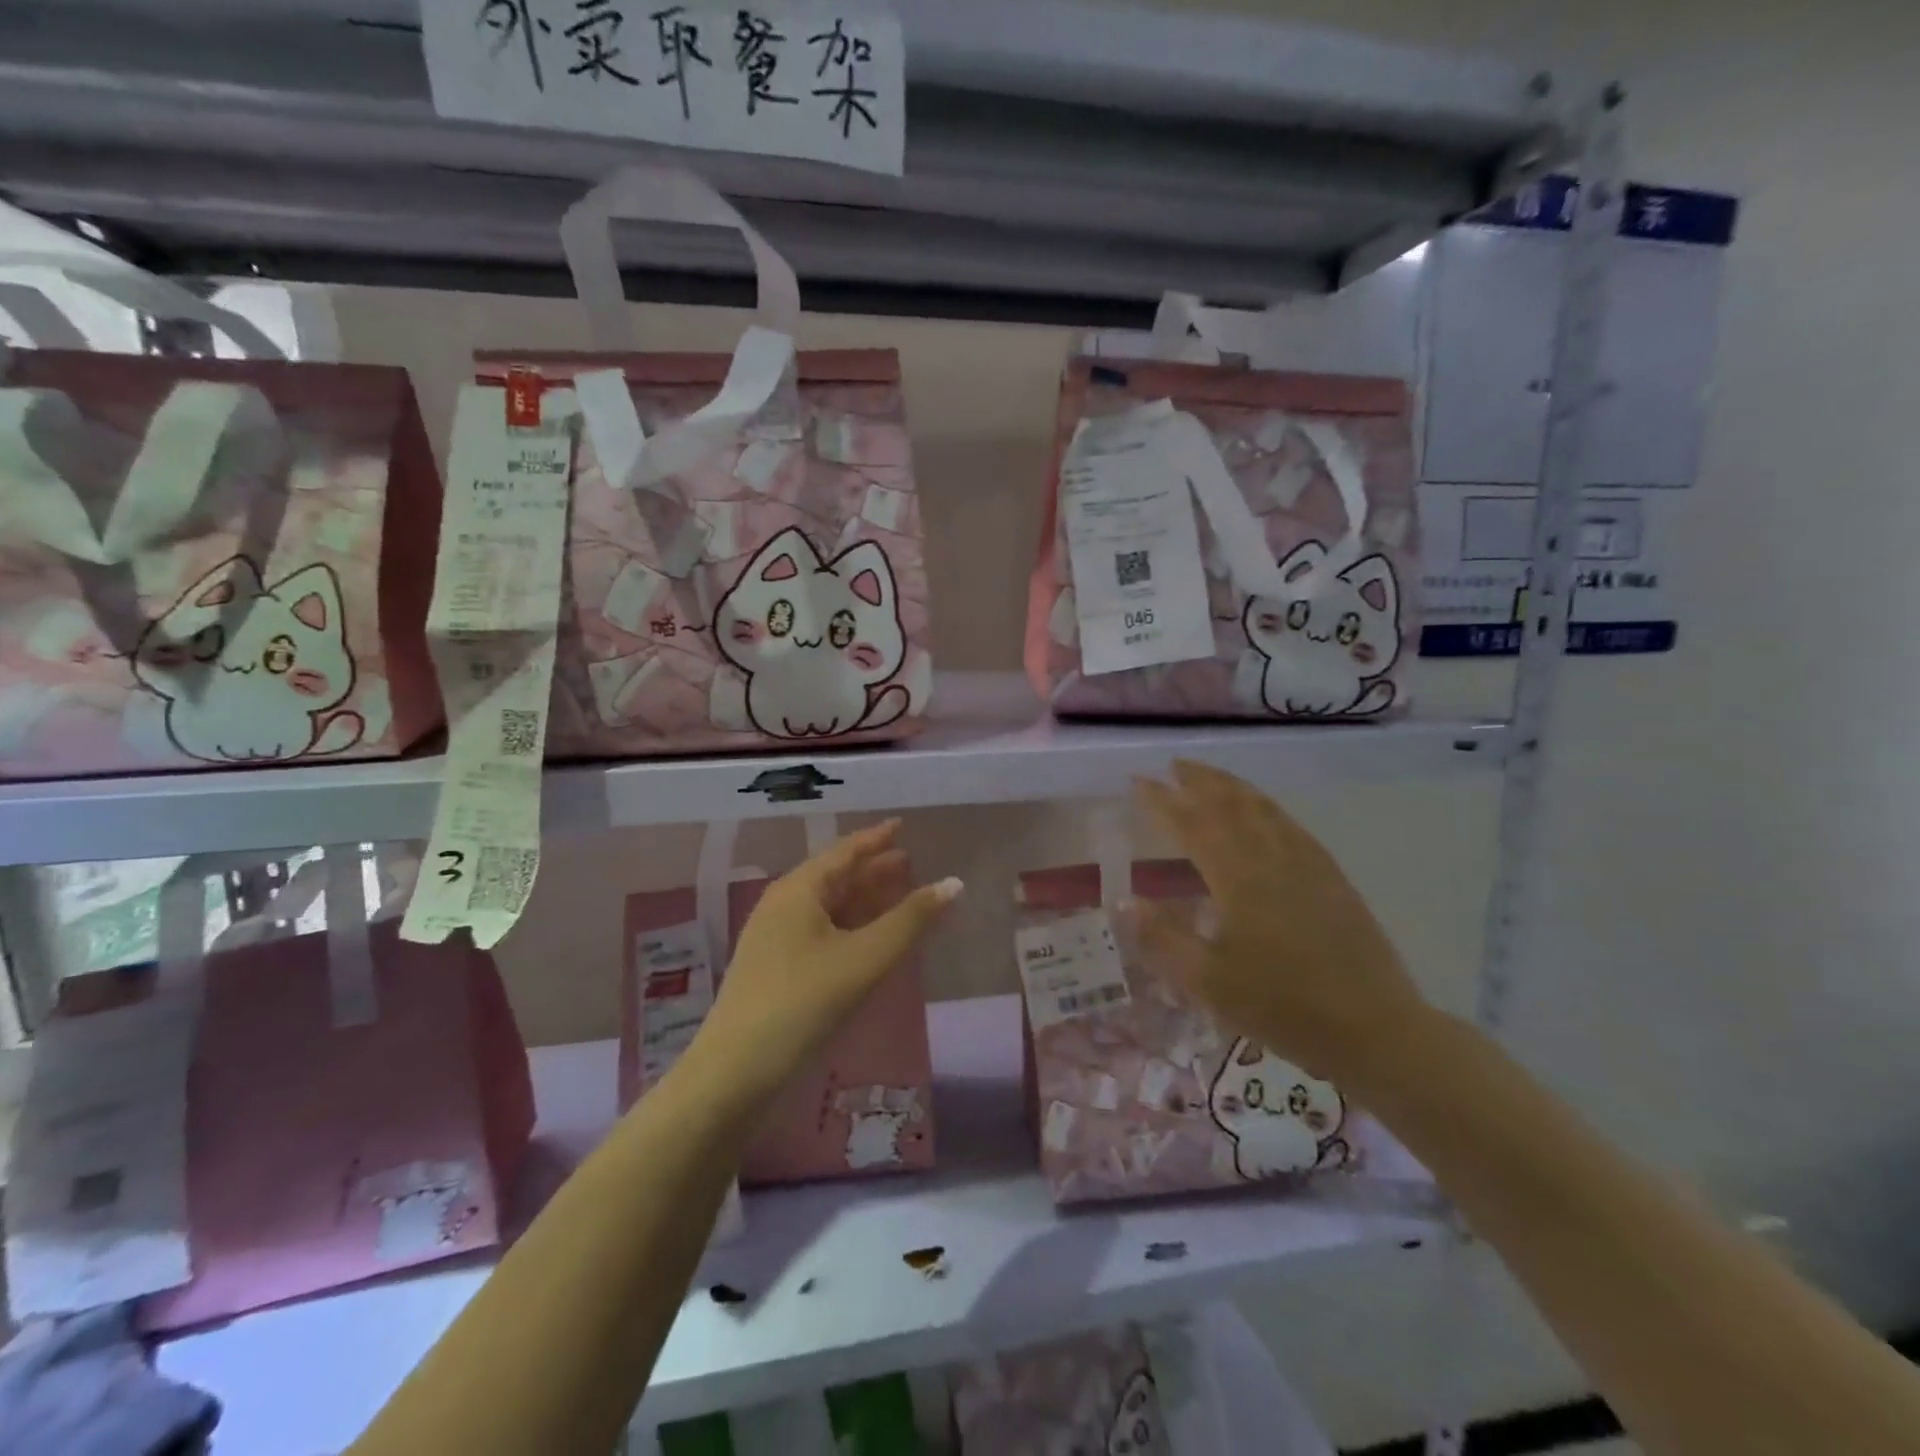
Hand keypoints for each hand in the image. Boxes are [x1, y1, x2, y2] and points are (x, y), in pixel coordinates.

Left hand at [689, 820, 961, 1114]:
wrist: (735, 1074)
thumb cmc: (802, 1003)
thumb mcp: (864, 958)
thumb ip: (910, 920)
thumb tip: (954, 883)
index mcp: (798, 890)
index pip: (844, 851)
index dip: (876, 838)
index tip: (902, 826)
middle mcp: (783, 906)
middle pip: (836, 877)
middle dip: (873, 870)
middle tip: (910, 862)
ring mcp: (776, 939)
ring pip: (829, 907)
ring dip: (864, 900)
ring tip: (898, 895)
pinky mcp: (777, 970)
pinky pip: (822, 933)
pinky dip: (851, 928)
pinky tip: (871, 941)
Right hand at [1129, 760, 1428, 1088]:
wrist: (1374, 1029)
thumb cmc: (1282, 1007)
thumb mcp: (1209, 983)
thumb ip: (1163, 938)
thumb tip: (1124, 901)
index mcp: (1238, 878)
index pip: (1192, 824)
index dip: (1162, 801)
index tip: (1138, 782)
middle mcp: (1272, 857)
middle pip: (1230, 804)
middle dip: (1199, 780)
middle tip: (1172, 765)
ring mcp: (1307, 863)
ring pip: (1263, 808)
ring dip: (1232, 786)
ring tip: (1209, 776)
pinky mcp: (1331, 876)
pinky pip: (1290, 824)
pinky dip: (1266, 806)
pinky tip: (1262, 811)